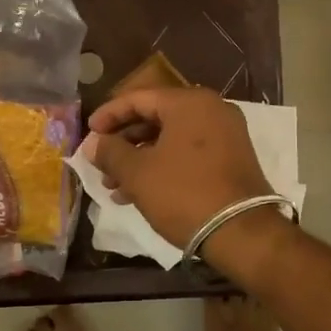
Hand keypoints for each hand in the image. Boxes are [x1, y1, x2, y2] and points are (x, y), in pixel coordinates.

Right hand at [84, 88, 273, 247]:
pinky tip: (139, 193)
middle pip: (156, 117)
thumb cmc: (183, 194)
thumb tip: (93, 144)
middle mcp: (212, 109)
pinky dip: (163, 166)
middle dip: (124, 143)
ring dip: (140, 159)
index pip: (138, 98)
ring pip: (171, 139)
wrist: (242, 232)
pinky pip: (188, 153)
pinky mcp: (232, 158)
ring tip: (113, 187)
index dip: (108, 115)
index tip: (88, 134)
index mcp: (189, 102)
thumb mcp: (138, 173)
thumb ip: (110, 152)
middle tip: (100, 164)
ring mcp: (226, 134)